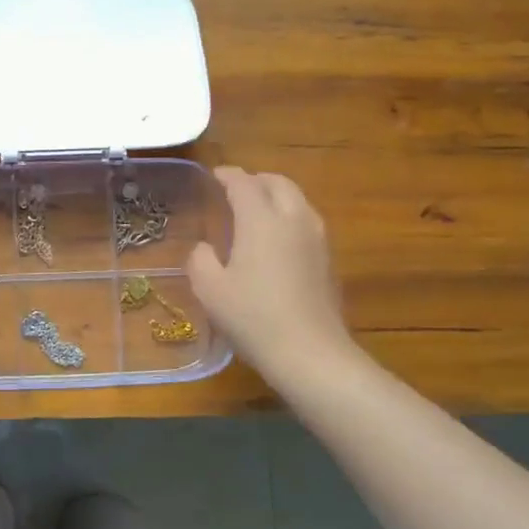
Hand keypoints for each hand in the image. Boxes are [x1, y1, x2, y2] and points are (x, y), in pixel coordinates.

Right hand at [187, 167, 356, 384]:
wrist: (310, 353)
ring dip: (276, 197)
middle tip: (237, 189)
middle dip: (256, 180)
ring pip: (298, 201)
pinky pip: (307, 222)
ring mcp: (317, 239)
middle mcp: (293, 219)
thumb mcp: (209, 289)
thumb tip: (205, 249)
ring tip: (257, 211)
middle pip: (278, 183)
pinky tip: (277, 240)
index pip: (244, 183)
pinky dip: (289, 218)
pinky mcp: (329, 260)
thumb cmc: (253, 317)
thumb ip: (200, 260)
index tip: (214, 176)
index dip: (227, 175)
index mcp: (261, 219)